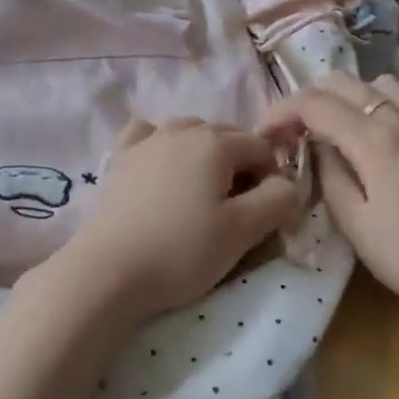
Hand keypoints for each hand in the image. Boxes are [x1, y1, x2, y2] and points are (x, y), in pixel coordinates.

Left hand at [52, 117, 301, 324]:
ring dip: (205, 154)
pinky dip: (162, 145)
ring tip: (200, 193)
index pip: (261, 148)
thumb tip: (289, 184)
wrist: (109, 270)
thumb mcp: (242, 231)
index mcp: (215, 142)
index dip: (273, 178)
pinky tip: (162, 168)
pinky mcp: (120, 157)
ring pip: (189, 132)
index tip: (265, 214)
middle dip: (241, 165)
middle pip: (227, 136)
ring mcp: (147, 139)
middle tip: (235, 209)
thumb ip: (278, 201)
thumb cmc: (182, 251)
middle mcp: (181, 128)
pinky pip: (148, 135)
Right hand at [259, 73, 398, 316]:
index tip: (263, 132)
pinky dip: (375, 104)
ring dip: (346, 94)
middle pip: (344, 82)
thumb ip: (330, 174)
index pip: (314, 104)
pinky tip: (371, 138)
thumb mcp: (354, 222)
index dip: (282, 111)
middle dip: (308, 97)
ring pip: (377, 83)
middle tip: (292, 129)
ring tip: (333, 125)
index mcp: (374, 139)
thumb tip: (318, 147)